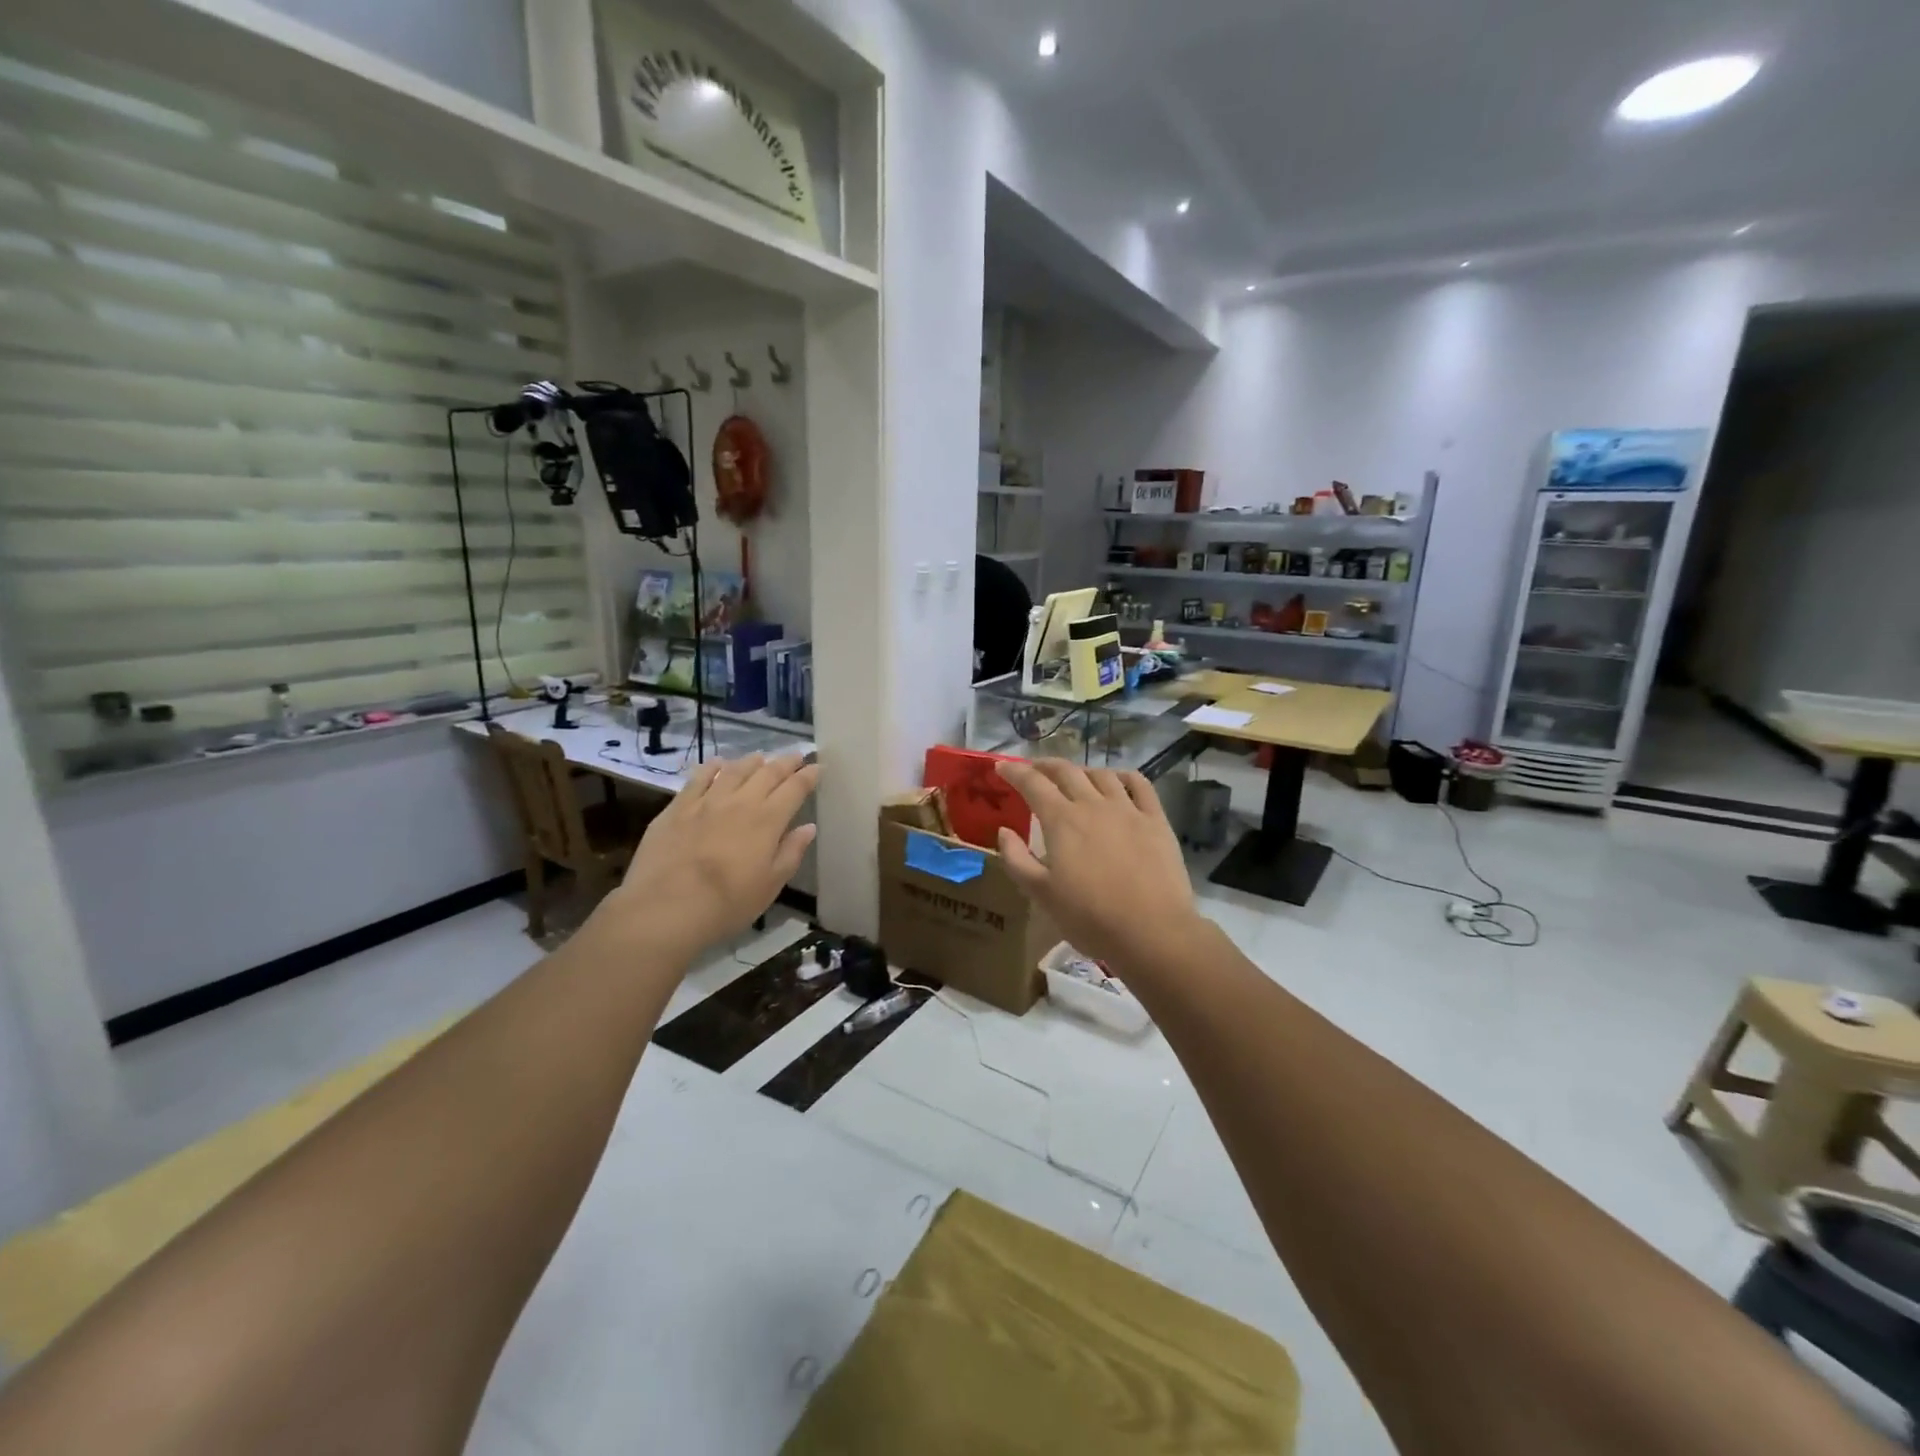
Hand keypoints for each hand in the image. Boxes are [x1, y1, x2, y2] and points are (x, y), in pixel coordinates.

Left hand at [595, 753, 817, 962]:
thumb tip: (808, 827)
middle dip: (785, 762)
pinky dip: (712, 768)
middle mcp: (740, 802)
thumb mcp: (770, 884)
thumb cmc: (727, 903)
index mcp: (768, 820)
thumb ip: (791, 852)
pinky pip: (699, 778)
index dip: (808, 776)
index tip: (817, 767)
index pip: (794, 789)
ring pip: (734, 770)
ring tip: (760, 757)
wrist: (666, 908)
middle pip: (767, 773)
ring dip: (751, 761)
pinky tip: (717, 764)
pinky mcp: (677, 807)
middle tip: (796, 756)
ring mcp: (706, 801)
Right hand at [994, 759, 1200, 969]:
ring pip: (1101, 775)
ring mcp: (1128, 809)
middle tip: (1034, 769)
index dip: (1014, 772)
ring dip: (1081, 771)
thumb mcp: (1041, 894)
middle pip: (1066, 771)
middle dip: (1045, 765)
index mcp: (1061, 821)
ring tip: (1074, 778)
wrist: (1151, 931)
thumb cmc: (1090, 917)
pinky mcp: (1156, 820)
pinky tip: (1118, 780)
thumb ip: (1017, 859)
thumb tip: (1004, 831)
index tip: (1001, 767)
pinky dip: (1124, 776)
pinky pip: (1140, 785)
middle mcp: (1093, 805)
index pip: (1032, 784)